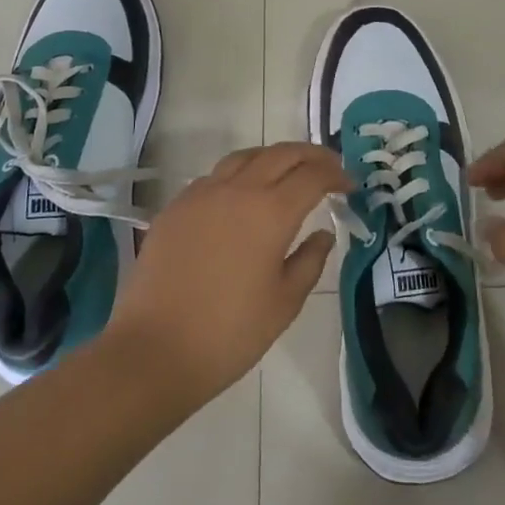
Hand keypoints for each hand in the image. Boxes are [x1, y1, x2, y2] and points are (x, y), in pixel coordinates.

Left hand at [107, 142, 347, 407]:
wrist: (154, 350)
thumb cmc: (229, 333)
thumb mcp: (284, 303)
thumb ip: (310, 260)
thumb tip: (323, 233)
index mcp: (271, 211)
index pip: (313, 175)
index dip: (336, 174)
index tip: (350, 185)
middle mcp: (238, 189)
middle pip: (281, 153)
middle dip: (311, 155)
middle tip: (329, 168)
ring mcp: (202, 193)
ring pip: (245, 156)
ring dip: (274, 157)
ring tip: (287, 173)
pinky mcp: (176, 206)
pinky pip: (215, 176)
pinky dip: (240, 174)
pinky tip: (242, 197)